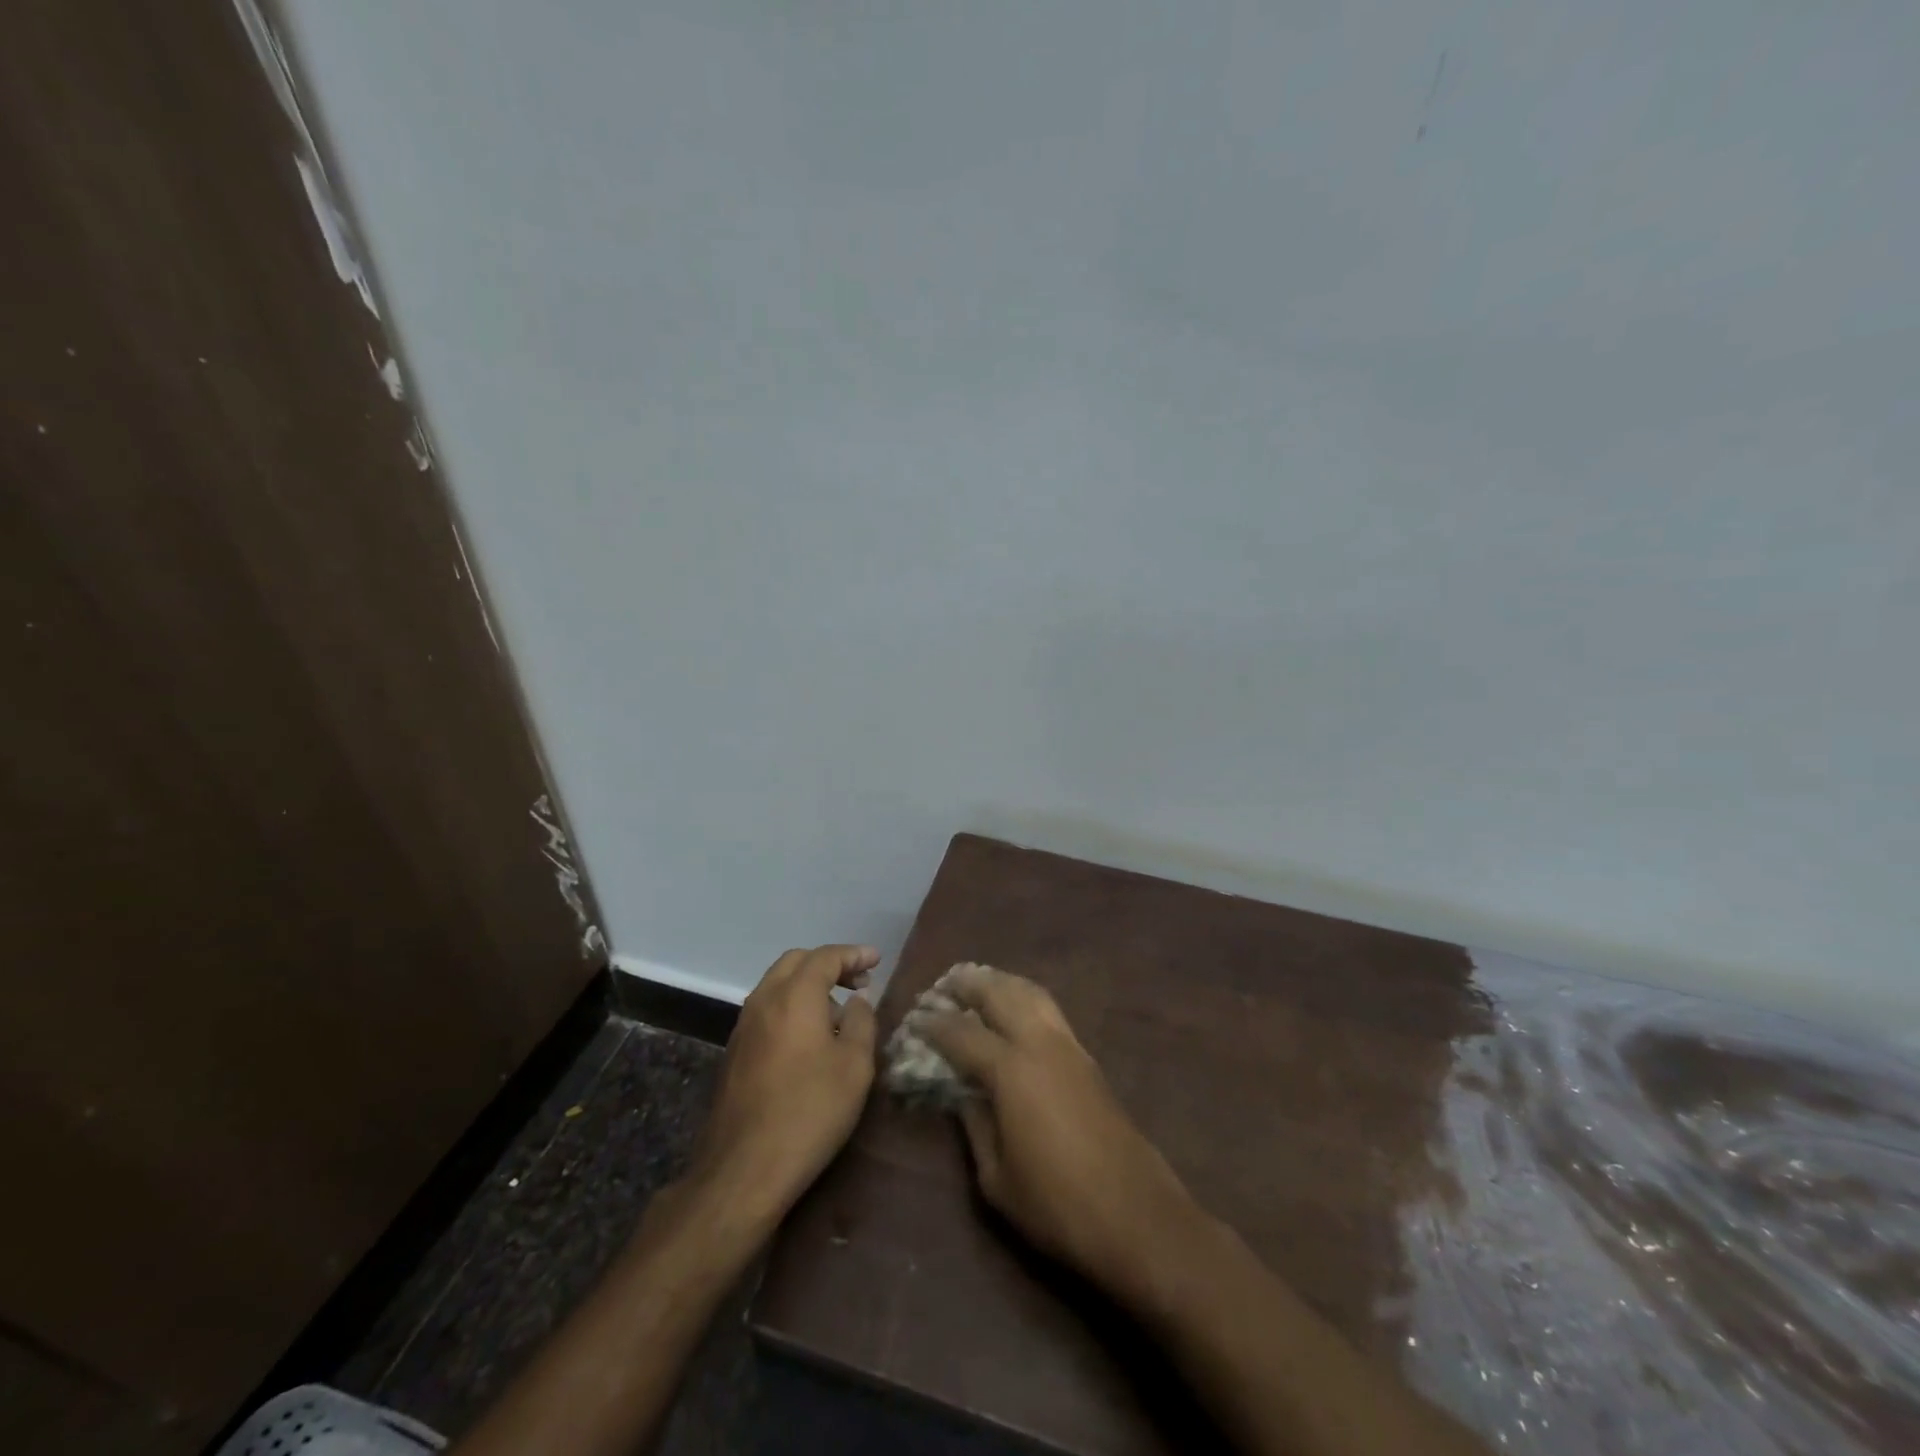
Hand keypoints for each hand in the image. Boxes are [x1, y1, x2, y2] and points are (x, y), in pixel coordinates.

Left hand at [693, 945, 878, 1220]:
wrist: (744, 1169)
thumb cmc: (810, 1111)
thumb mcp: (855, 1066)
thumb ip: (861, 1022)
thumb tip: (856, 1001)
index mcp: (795, 995)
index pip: (826, 957)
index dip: (854, 954)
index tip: (877, 960)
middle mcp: (764, 999)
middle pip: (796, 962)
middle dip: (829, 964)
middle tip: (859, 981)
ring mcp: (744, 1026)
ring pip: (777, 984)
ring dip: (808, 984)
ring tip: (838, 1009)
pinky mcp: (735, 1051)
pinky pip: (767, 1009)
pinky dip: (791, 1004)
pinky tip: (810, 1035)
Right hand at [914, 965, 1197, 1290]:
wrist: (1136, 1216)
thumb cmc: (1057, 1205)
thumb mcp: (997, 1178)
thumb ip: (974, 1125)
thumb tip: (961, 1093)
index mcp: (1011, 1070)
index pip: (962, 1033)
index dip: (934, 1024)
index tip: (913, 1019)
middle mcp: (1040, 1044)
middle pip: (999, 994)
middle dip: (968, 985)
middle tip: (943, 986)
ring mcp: (1069, 1047)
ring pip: (1030, 993)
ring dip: (1001, 983)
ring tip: (978, 984)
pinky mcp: (1088, 1058)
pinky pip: (1049, 1010)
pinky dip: (1025, 998)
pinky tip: (1015, 1012)